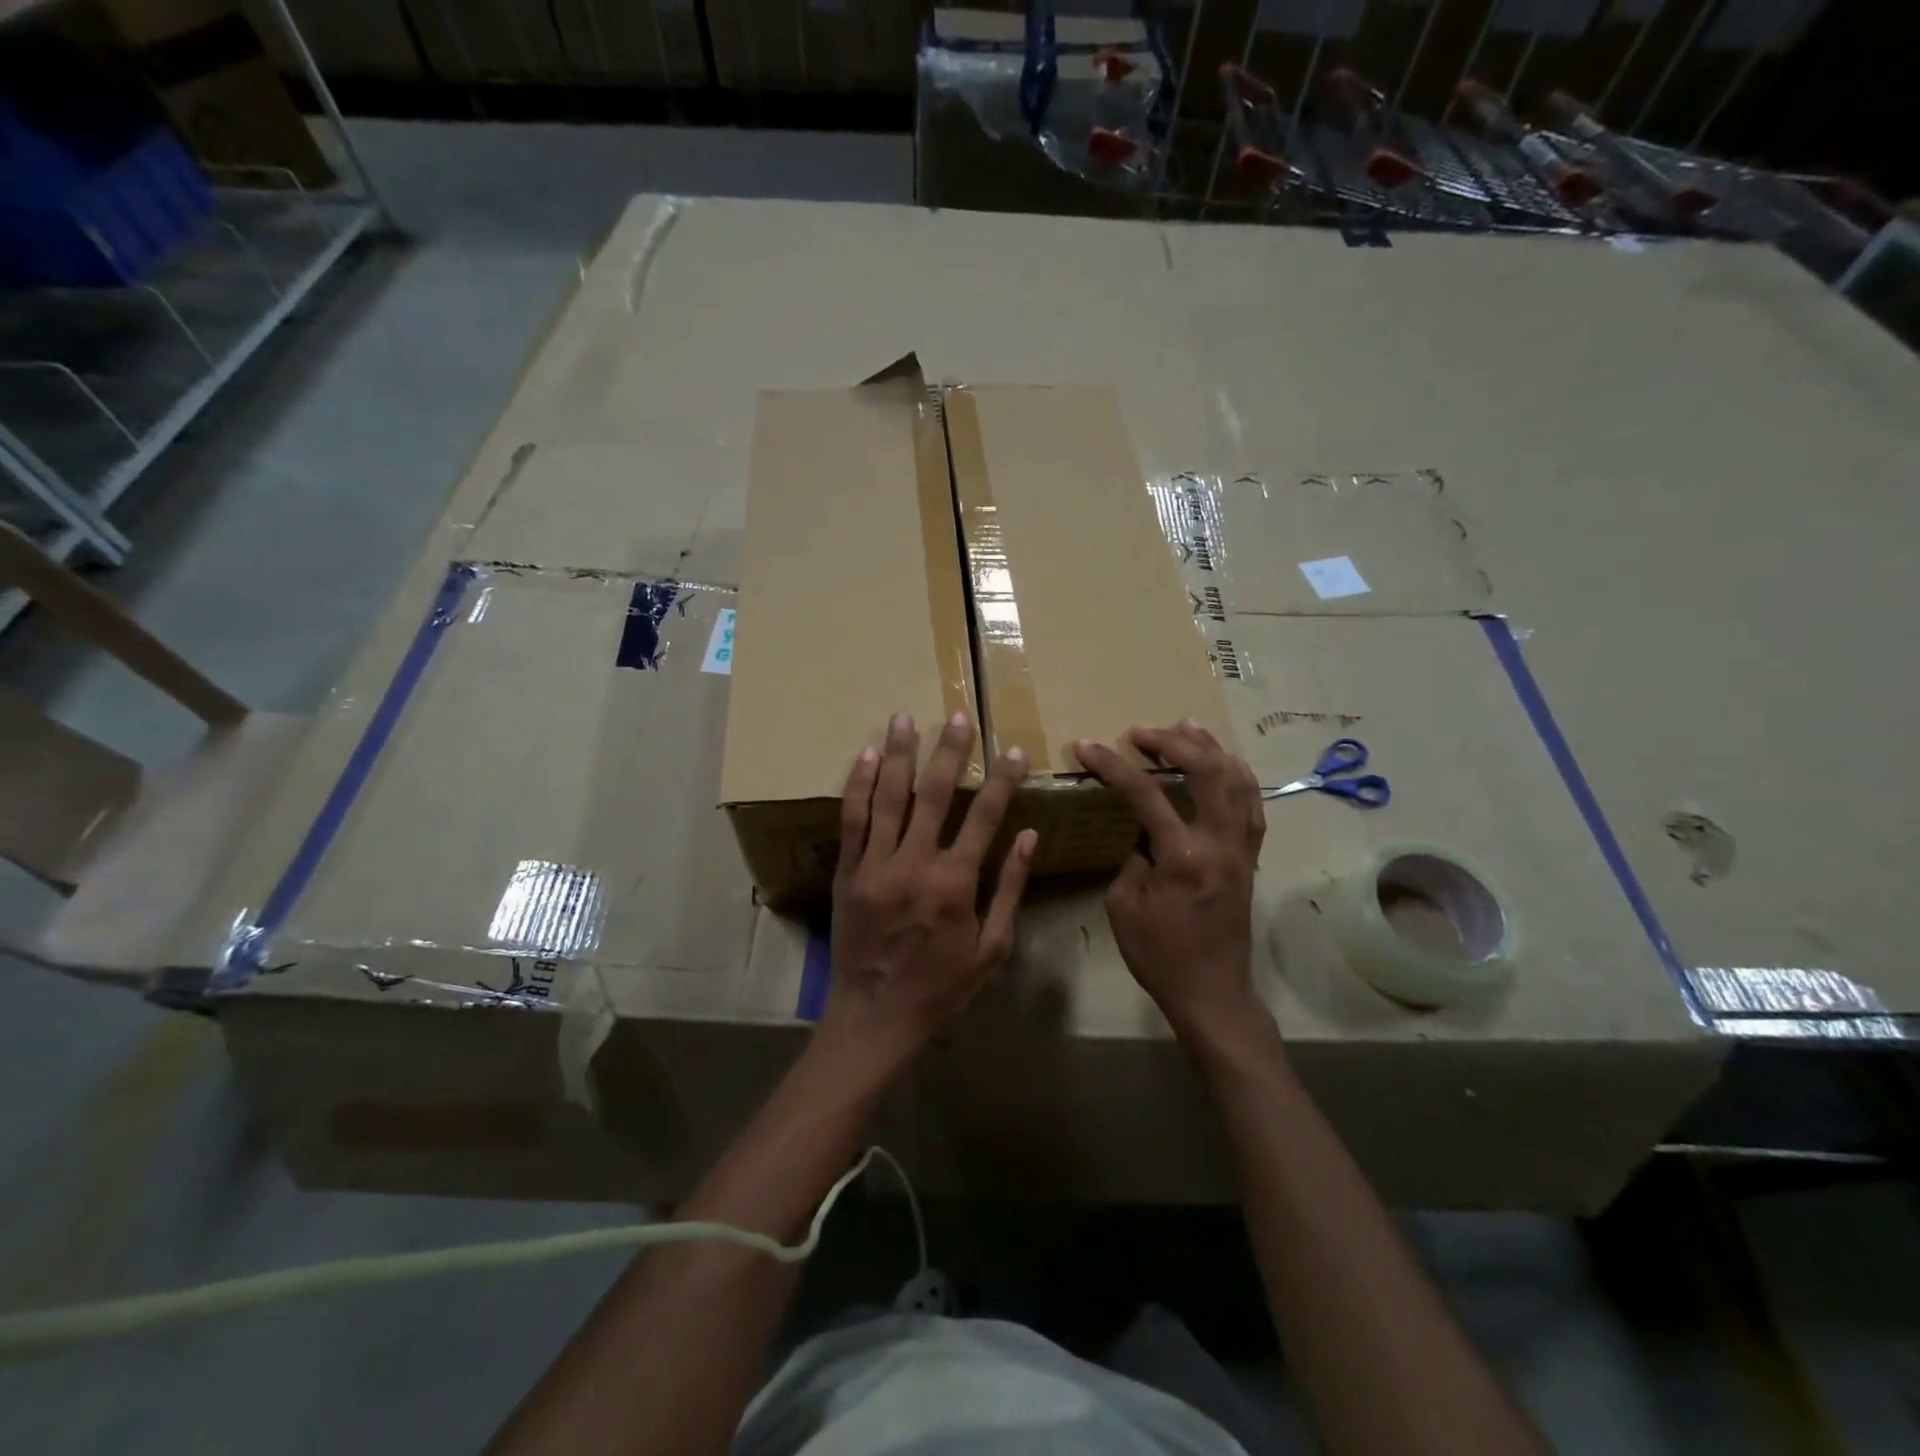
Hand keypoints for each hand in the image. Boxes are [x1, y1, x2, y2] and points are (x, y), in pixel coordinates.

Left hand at [822, 710, 1036, 1069]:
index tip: (1014, 751)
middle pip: (933, 794)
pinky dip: (859, 785)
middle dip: (949, 751)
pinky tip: (866, 755)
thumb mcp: (992, 947)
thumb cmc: (942, 986)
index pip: (984, 817)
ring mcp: (875, 865)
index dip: (1001, 780)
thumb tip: (1029, 837)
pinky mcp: (847, 872)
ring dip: (899, 754)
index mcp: (955, 883)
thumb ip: (1009, 888)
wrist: (876, 1015)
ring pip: (888, 797)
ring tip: (905, 717)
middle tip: (957, 716)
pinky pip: (852, 820)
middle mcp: (914, 864)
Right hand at [1075, 719, 1265, 1045]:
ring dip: (1211, 749)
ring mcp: (1242, 848)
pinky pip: (1252, 805)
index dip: (1113, 766)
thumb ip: (1132, 858)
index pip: (1146, 794)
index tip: (1087, 746)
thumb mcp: (1124, 906)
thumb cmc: (1160, 954)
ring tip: (1186, 727)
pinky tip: (1225, 763)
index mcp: (1183, 856)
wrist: (1212, 992)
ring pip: (1238, 781)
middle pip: (1207, 771)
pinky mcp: (1250, 858)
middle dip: (1172, 742)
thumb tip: (1144, 833)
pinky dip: (1238, 776)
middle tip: (1141, 732)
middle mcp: (1220, 843)